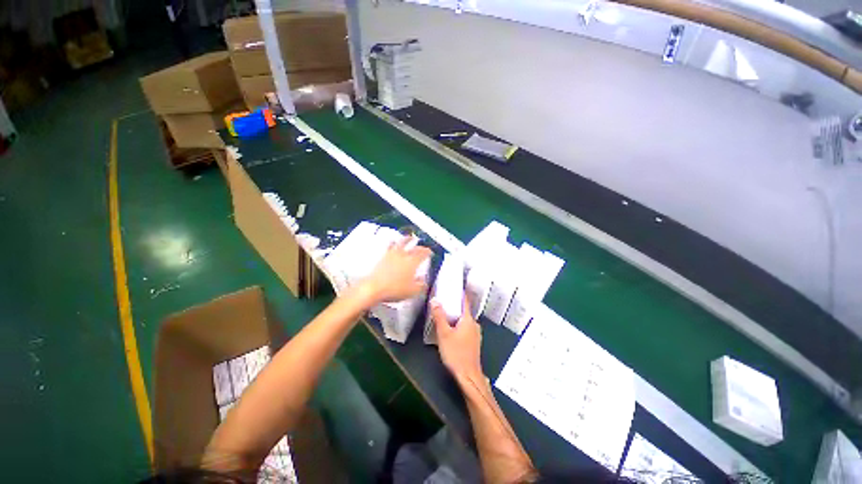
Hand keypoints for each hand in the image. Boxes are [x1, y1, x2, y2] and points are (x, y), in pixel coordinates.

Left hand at [362, 237, 431, 304]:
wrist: (373, 288)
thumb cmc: (395, 289)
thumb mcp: (412, 291)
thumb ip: (421, 285)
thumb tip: (424, 281)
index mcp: (412, 262)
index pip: (423, 254)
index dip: (428, 252)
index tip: (430, 252)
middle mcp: (403, 255)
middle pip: (413, 247)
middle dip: (420, 246)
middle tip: (422, 247)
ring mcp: (392, 254)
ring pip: (401, 243)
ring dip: (406, 239)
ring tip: (409, 237)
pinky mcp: (383, 257)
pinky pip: (389, 246)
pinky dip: (393, 243)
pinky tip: (392, 242)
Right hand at [431, 297, 483, 382]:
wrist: (468, 376)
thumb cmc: (456, 353)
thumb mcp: (443, 333)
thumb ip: (439, 316)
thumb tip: (435, 300)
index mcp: (468, 319)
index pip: (465, 301)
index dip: (460, 293)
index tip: (454, 287)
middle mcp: (474, 324)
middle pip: (464, 311)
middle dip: (455, 306)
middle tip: (444, 302)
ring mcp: (475, 334)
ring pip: (465, 320)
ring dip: (456, 317)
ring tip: (445, 315)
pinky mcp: (474, 342)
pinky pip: (466, 328)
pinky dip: (459, 325)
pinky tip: (451, 330)